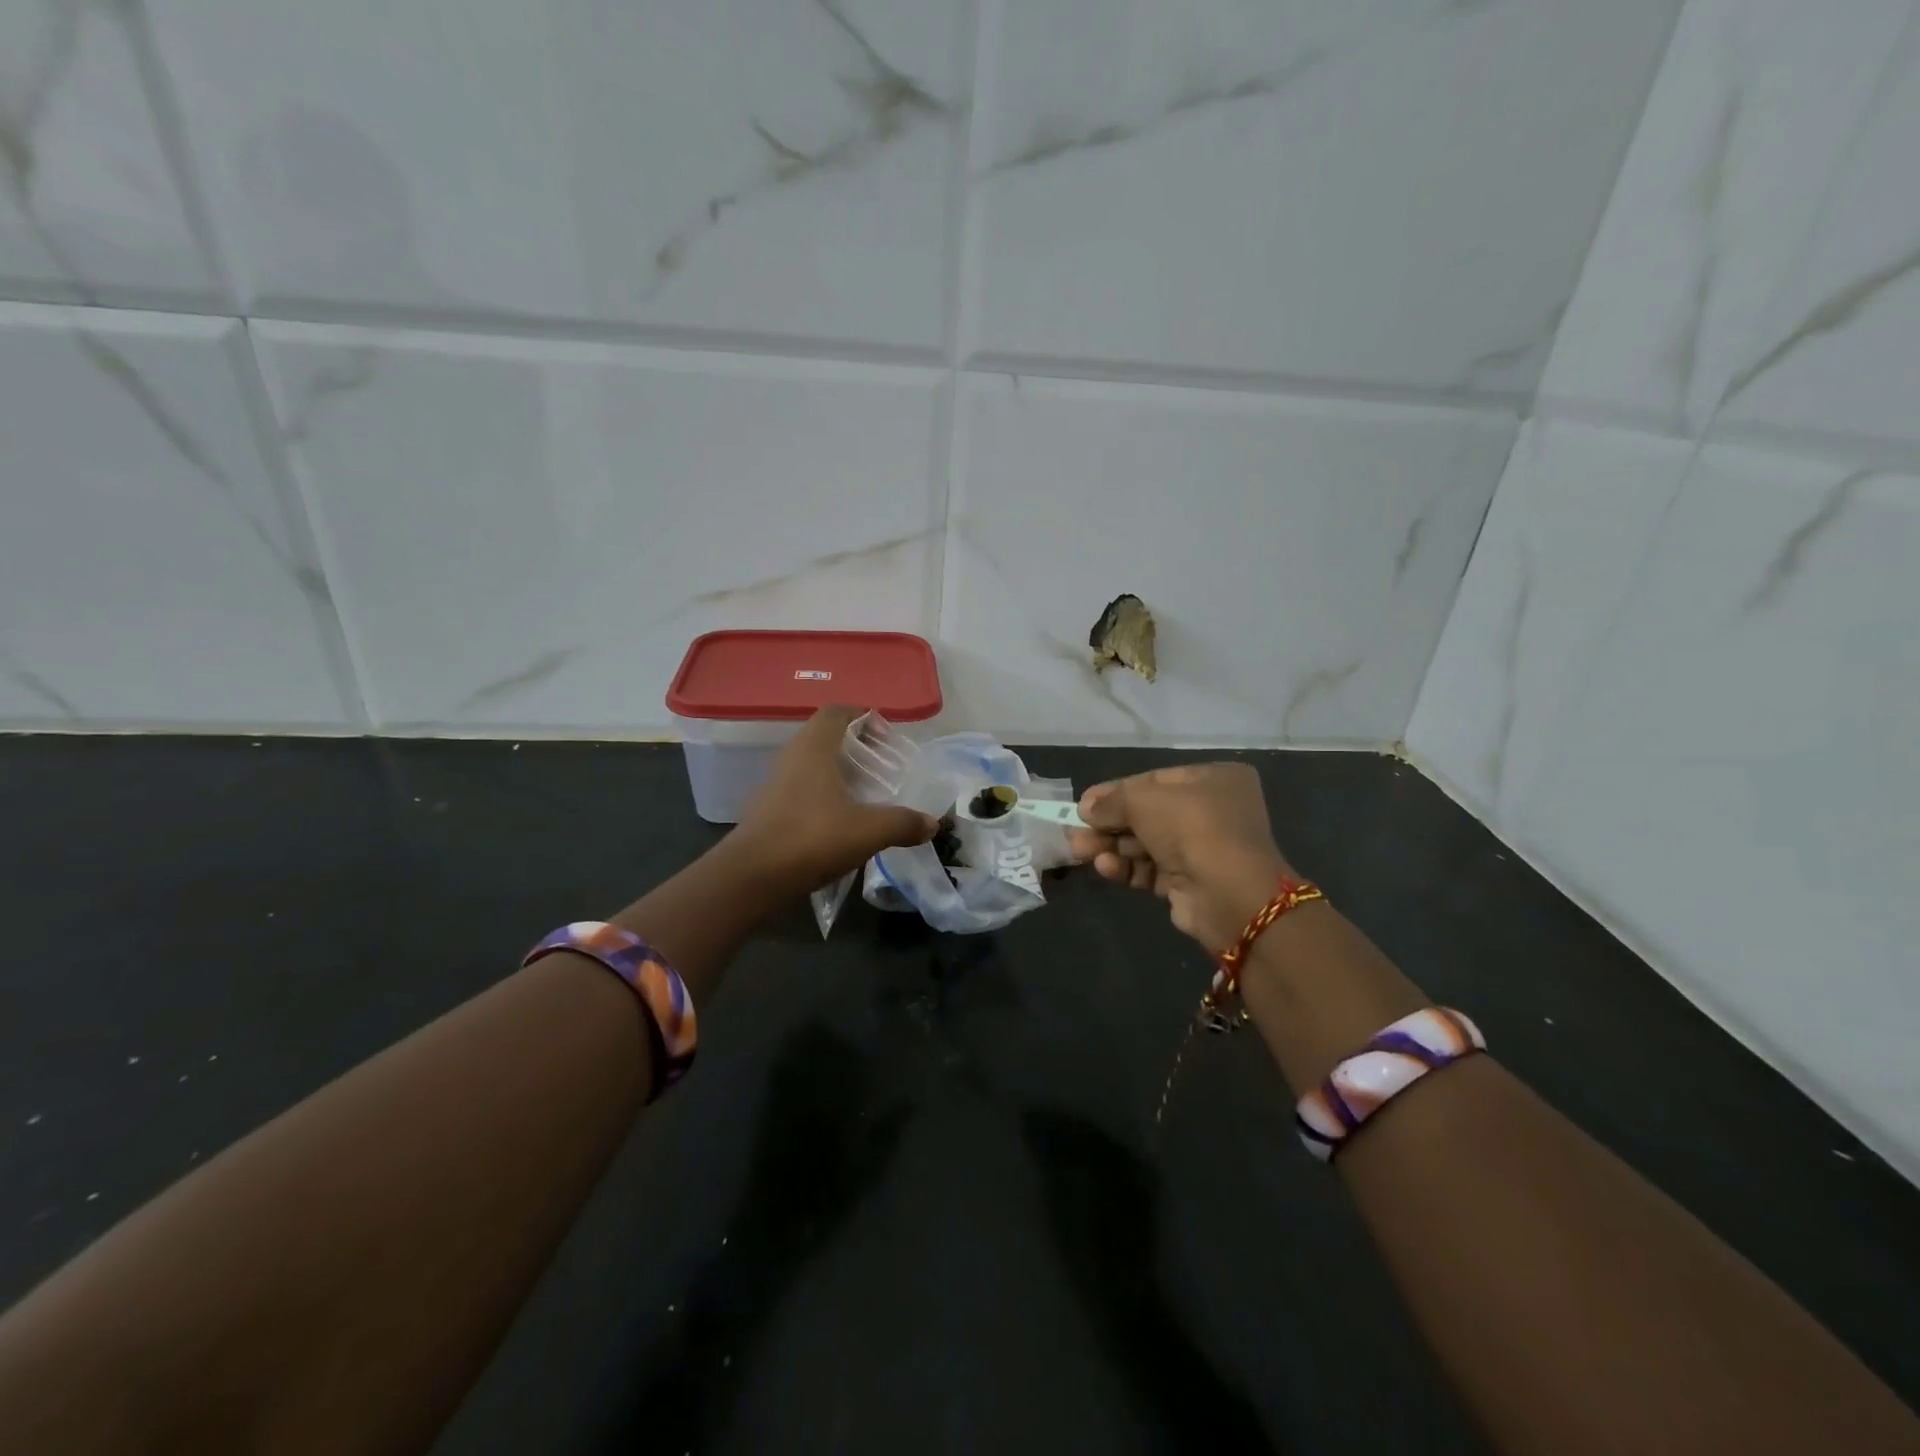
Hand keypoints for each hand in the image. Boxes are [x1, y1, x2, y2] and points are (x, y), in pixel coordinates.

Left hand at [729, 706, 937, 892]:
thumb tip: (933, 823)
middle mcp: (792, 759)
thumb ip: (903, 823)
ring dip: (838, 773)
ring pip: (812, 766)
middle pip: (824, 738)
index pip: (835, 712)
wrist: (752, 879)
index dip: (861, 714)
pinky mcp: (769, 813)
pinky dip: (824, 797)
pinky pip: (802, 792)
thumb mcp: (869, 831)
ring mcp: (776, 786)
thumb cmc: (812, 838)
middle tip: (882, 764)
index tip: (885, 732)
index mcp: (814, 749)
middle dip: (854, 746)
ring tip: (867, 793)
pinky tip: (843, 821)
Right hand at [1066, 763, 1296, 950]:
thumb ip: (1111, 802)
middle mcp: (1213, 811)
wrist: (1229, 895)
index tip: (1083, 803)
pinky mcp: (1192, 883)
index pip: (1154, 781)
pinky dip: (1127, 868)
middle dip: (1108, 823)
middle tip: (1074, 831)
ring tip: (1079, 850)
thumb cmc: (1191, 828)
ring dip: (1111, 846)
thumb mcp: (1143, 802)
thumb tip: (1086, 809)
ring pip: (1145, 843)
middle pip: (1147, 814)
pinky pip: (1151, 869)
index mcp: (1214, 779)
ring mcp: (1204, 849)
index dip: (1115, 791)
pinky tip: (1105, 868)